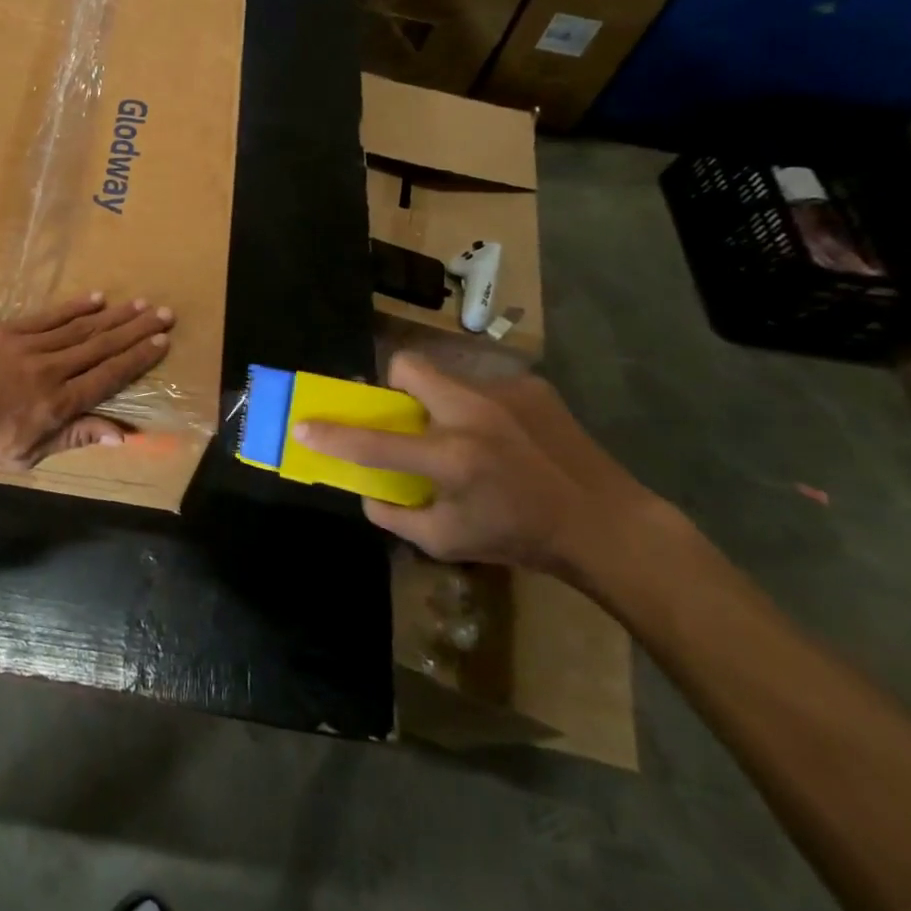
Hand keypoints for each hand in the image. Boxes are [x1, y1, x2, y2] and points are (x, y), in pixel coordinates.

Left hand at [0, 294, 172, 469]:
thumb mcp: (27, 454)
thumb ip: (74, 437)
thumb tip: (122, 433)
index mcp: (58, 404)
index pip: (108, 376)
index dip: (137, 359)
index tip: (162, 342)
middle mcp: (51, 370)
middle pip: (101, 346)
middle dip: (136, 330)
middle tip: (164, 312)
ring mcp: (28, 345)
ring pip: (80, 327)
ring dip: (113, 315)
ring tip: (139, 303)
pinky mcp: (7, 330)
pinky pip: (48, 316)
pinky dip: (74, 307)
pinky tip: (96, 298)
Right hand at [293, 353, 655, 573]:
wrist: (606, 524)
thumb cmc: (521, 538)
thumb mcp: (447, 543)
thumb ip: (395, 517)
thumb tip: (366, 493)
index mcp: (450, 458)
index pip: (373, 442)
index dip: (332, 435)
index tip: (303, 426)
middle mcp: (473, 414)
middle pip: (408, 367)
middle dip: (395, 385)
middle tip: (409, 416)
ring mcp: (505, 394)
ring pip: (447, 377)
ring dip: (443, 402)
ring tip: (471, 437)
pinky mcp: (532, 386)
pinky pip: (486, 387)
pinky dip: (483, 410)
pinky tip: (508, 439)